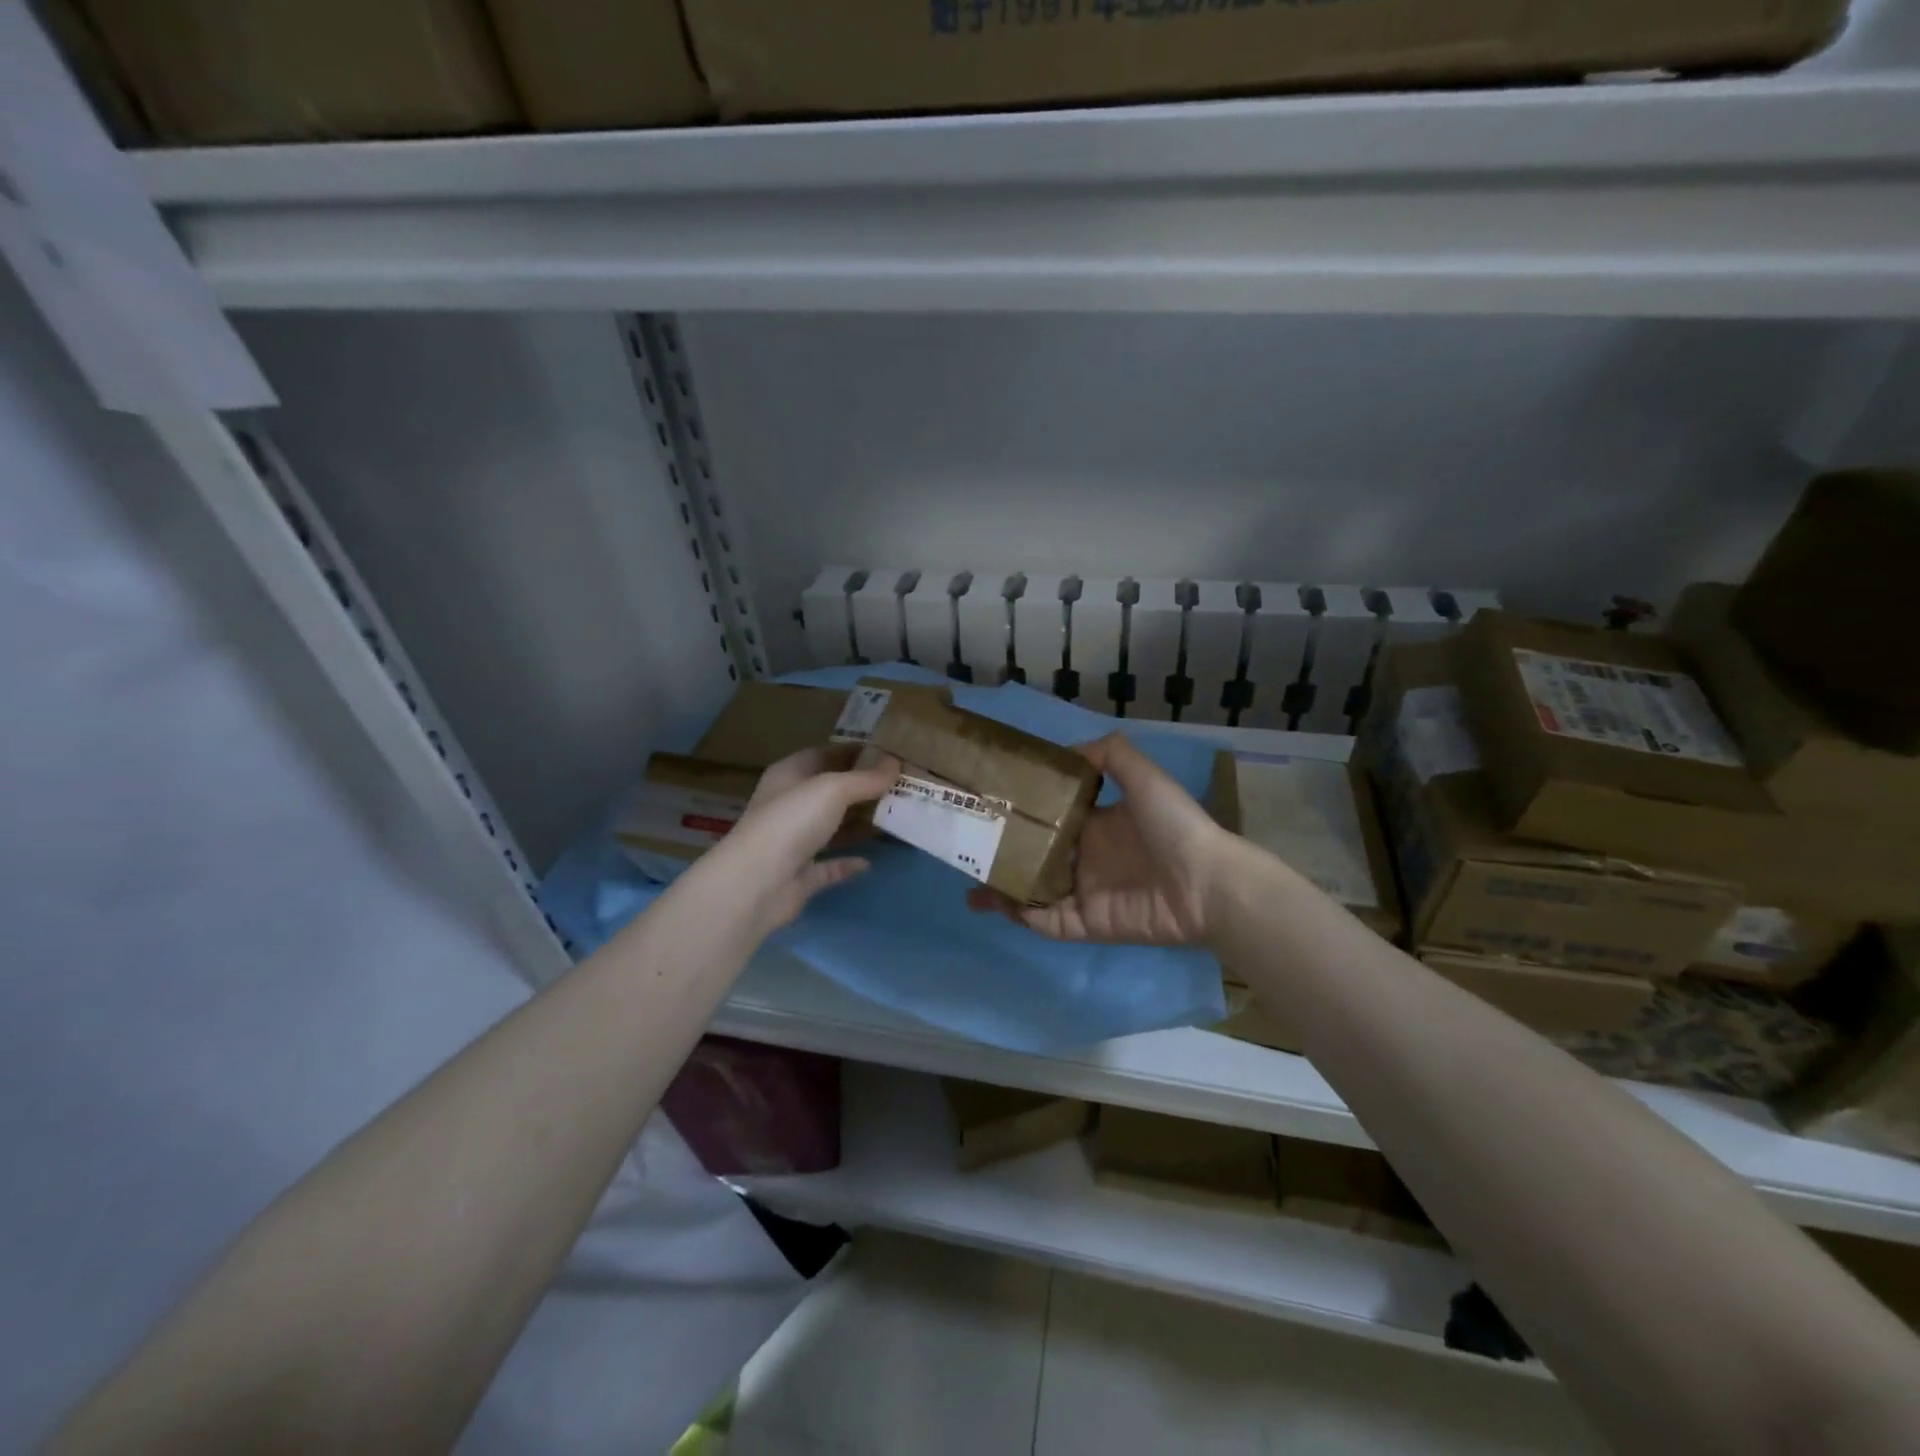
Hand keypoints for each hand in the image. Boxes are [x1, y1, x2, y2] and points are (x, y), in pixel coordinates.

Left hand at [706, 747, 900, 934]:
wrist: (757, 884)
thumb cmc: (792, 821)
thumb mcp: (833, 789)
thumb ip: (866, 778)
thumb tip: (895, 763)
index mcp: (789, 775)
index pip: (824, 754)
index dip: (854, 752)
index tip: (889, 753)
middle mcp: (789, 805)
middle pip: (831, 791)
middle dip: (863, 788)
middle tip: (901, 786)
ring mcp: (794, 841)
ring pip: (832, 828)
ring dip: (859, 824)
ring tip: (896, 817)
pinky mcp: (801, 875)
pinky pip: (830, 865)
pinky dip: (848, 863)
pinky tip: (871, 861)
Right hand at [966, 733, 1231, 944]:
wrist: (1207, 882)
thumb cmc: (1175, 826)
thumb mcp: (1144, 776)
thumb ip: (1110, 755)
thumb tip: (1067, 752)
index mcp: (1097, 825)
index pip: (1050, 819)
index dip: (1022, 814)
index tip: (991, 806)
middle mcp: (1086, 859)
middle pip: (1035, 858)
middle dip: (1004, 856)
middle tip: (968, 849)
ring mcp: (1085, 894)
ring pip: (1034, 893)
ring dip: (1004, 890)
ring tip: (970, 885)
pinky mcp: (1088, 924)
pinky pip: (1047, 923)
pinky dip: (1022, 916)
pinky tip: (997, 903)